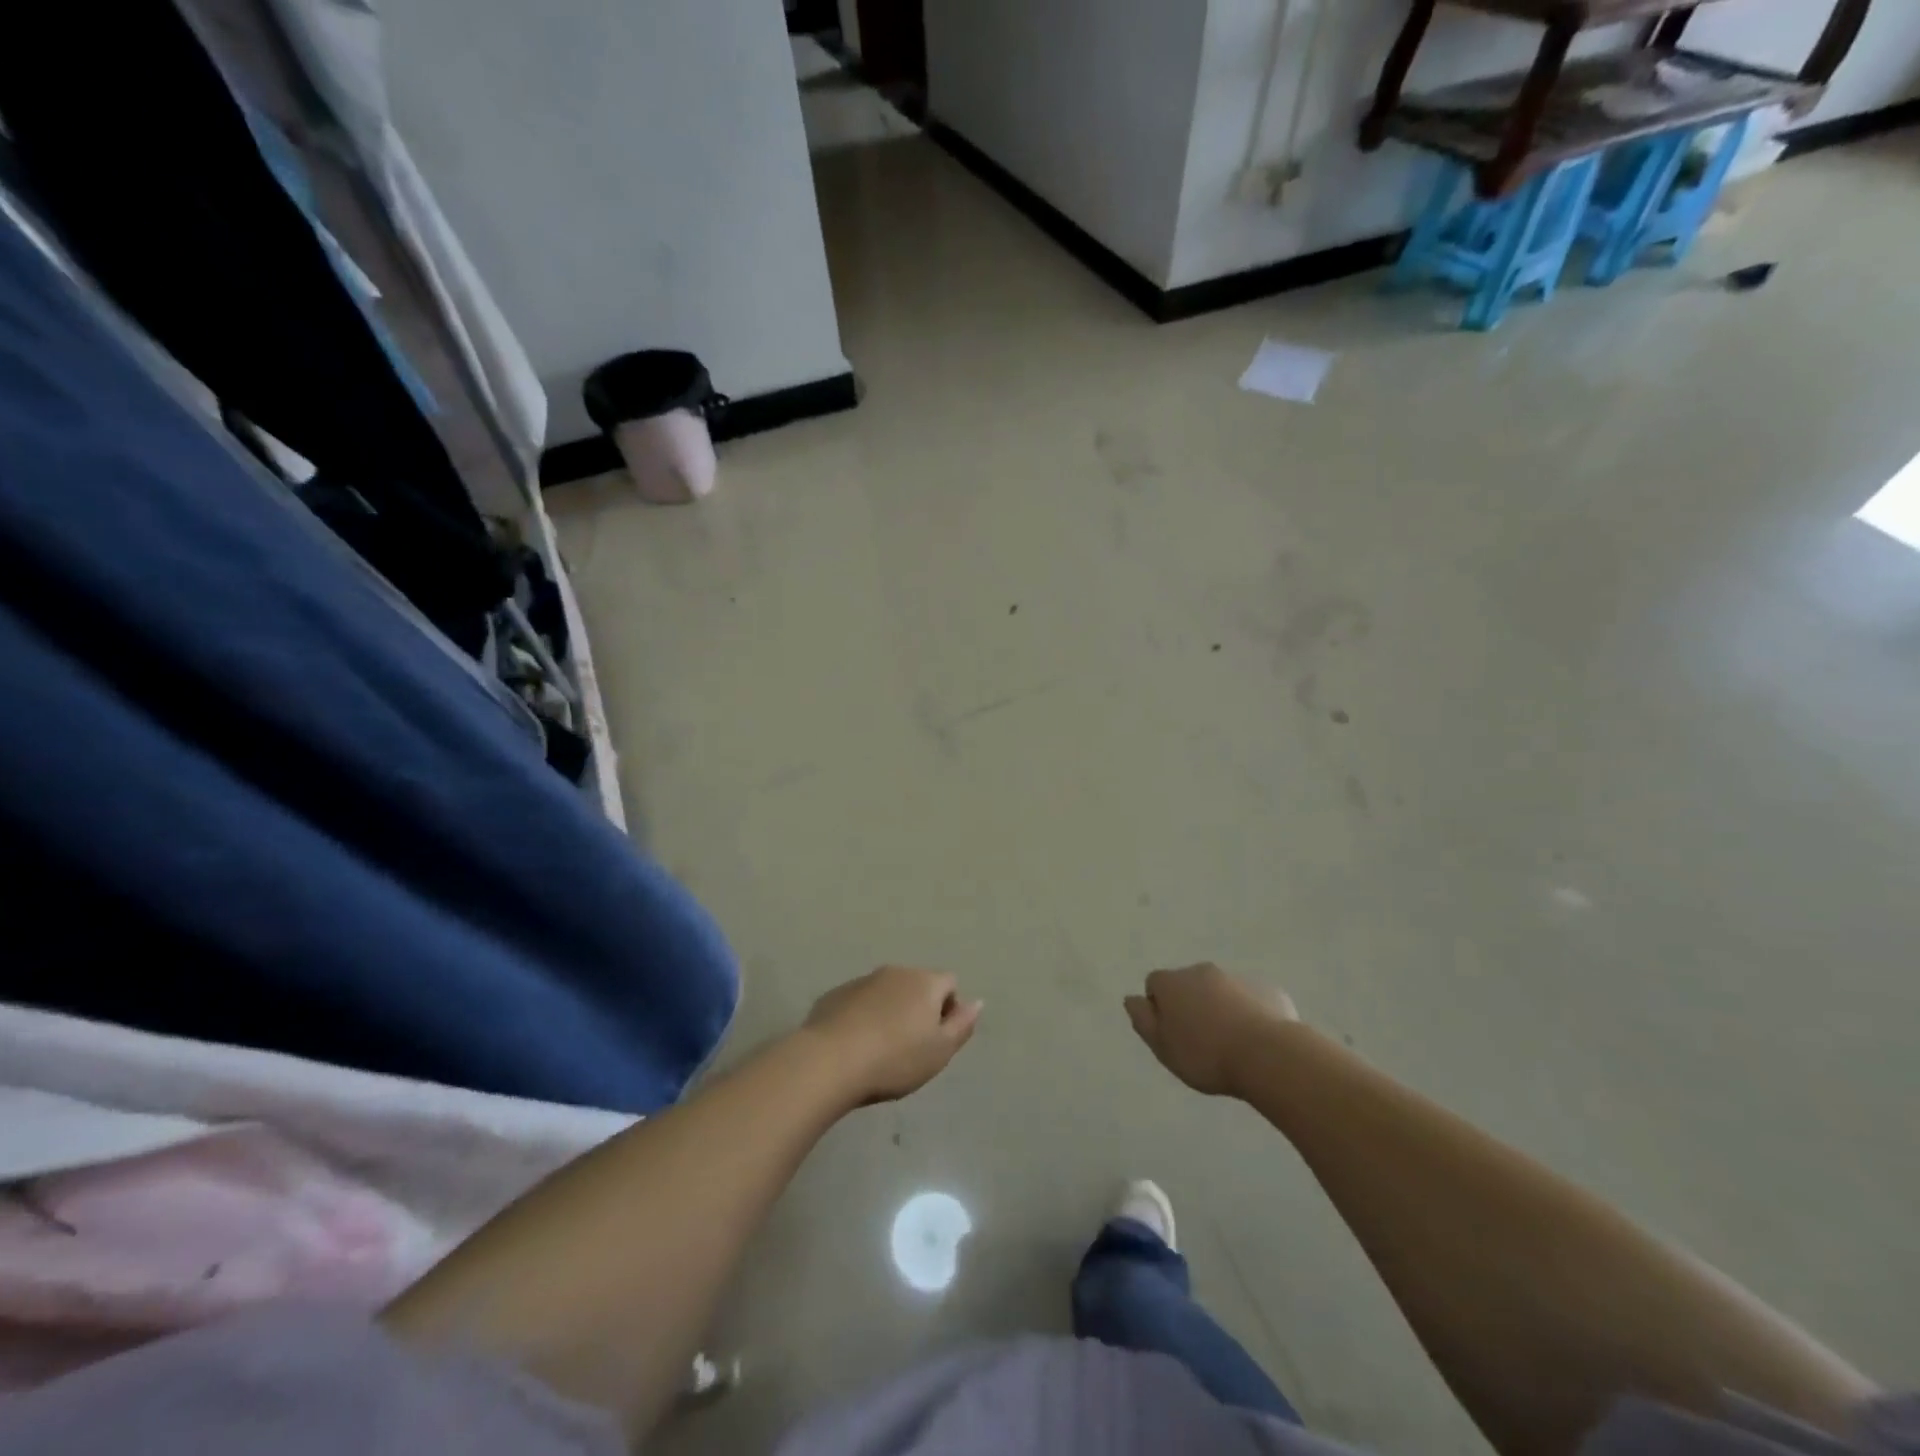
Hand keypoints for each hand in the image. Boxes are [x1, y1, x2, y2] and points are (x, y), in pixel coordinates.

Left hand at [804, 966, 981, 1104]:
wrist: (830, 1061)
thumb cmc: (895, 1059)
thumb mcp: (940, 1051)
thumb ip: (962, 1024)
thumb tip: (976, 1002)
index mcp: (924, 982)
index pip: (950, 983)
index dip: (949, 1009)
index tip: (937, 1040)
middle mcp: (895, 972)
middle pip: (917, 985)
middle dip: (918, 1009)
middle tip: (910, 1048)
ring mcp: (862, 981)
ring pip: (886, 993)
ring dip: (889, 1012)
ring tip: (879, 1049)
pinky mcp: (835, 995)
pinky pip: (858, 1002)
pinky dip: (862, 1017)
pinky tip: (854, 1046)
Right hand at [1125, 963, 1297, 1096]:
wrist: (1268, 1055)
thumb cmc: (1205, 1055)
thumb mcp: (1162, 1047)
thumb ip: (1142, 1020)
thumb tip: (1131, 998)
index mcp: (1172, 982)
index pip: (1155, 984)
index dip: (1160, 1008)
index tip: (1171, 1034)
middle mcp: (1202, 971)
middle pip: (1189, 984)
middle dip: (1191, 1005)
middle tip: (1200, 1041)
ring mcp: (1237, 978)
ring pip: (1221, 990)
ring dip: (1220, 1008)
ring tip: (1231, 1043)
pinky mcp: (1268, 989)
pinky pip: (1251, 999)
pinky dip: (1250, 1013)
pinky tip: (1256, 1040)